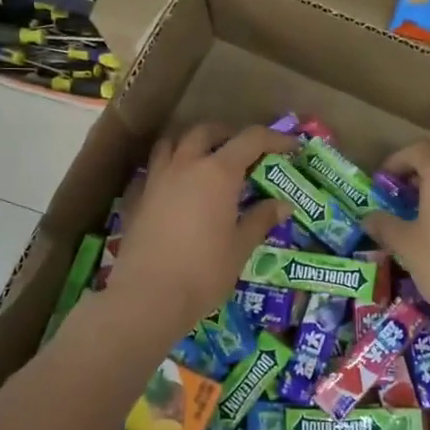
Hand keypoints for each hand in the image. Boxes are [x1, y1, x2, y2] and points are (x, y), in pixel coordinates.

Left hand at [104, 122, 293, 339]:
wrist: (147, 297)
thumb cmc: (203, 272)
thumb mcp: (240, 248)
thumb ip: (260, 220)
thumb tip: (283, 204)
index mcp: (218, 173)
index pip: (251, 140)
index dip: (275, 139)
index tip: (292, 146)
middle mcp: (186, 165)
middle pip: (206, 131)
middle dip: (229, 135)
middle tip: (245, 152)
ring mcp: (156, 179)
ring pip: (173, 142)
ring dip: (193, 143)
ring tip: (206, 160)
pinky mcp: (137, 198)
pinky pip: (153, 168)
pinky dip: (168, 167)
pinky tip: (175, 187)